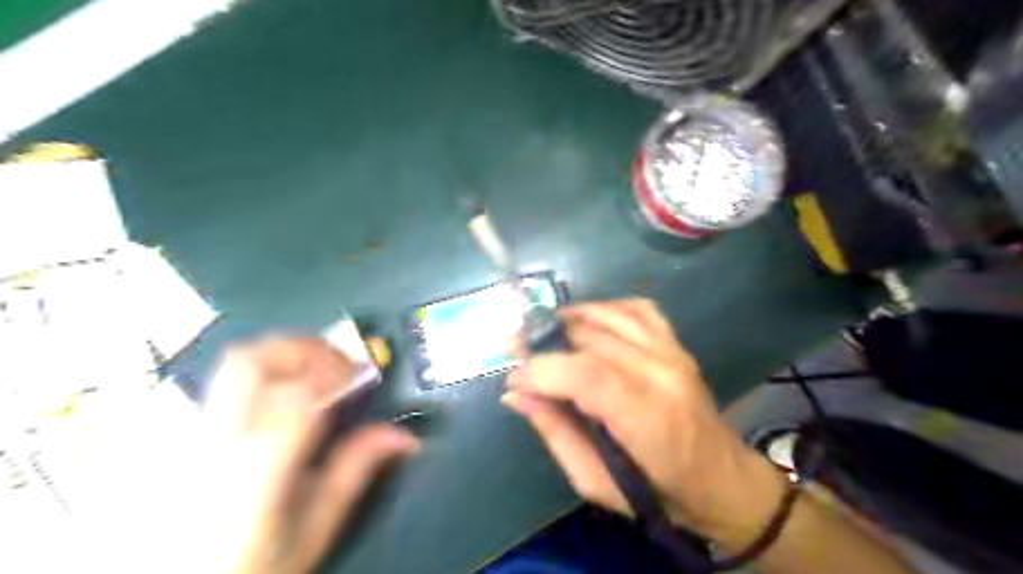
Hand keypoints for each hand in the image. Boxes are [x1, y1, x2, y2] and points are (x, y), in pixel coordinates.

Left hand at [202, 339, 418, 570]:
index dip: (333, 368)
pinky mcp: (186, 439)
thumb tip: (401, 436)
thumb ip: (356, 471)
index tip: (358, 369)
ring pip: (231, 366)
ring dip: (280, 355)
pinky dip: (262, 376)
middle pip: (249, 360)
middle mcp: (216, 444)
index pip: (295, 393)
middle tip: (335, 356)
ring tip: (312, 369)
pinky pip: (225, 387)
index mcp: (257, 468)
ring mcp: (192, 438)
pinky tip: (281, 396)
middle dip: (300, 345)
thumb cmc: (253, 567)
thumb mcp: (316, 528)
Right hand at [502, 299, 785, 544]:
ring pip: (609, 315)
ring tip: (543, 333)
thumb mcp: (595, 481)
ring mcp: (672, 352)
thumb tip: (515, 394)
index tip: (512, 378)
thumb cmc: (658, 492)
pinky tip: (587, 321)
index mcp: (646, 418)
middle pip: (591, 338)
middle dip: (543, 341)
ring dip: (568, 318)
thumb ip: (554, 432)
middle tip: (516, 352)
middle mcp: (661, 373)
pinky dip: (605, 308)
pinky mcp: (676, 344)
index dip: (541, 369)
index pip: (586, 374)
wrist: (722, 478)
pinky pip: (637, 308)